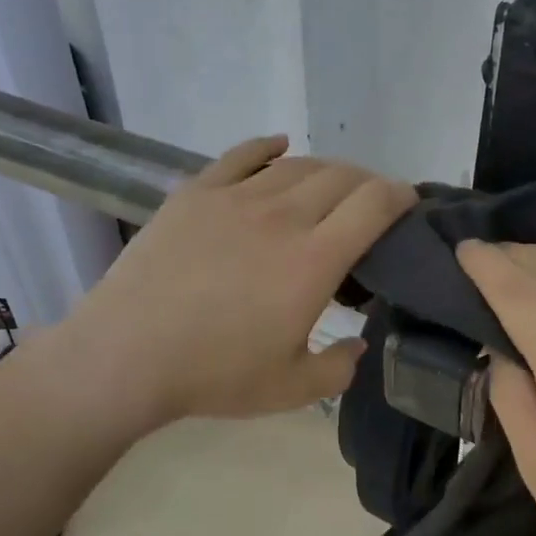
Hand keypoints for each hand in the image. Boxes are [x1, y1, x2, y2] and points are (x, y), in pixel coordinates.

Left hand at [57, 136, 415, 430]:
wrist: (125, 355)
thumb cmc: (213, 375)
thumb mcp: (291, 389)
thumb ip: (339, 367)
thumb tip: (358, 344)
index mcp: (313, 261)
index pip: (374, 204)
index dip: (401, 196)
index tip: (409, 204)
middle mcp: (282, 216)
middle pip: (341, 176)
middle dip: (368, 184)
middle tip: (370, 206)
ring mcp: (235, 198)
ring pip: (297, 165)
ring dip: (325, 170)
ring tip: (329, 188)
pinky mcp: (196, 193)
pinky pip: (241, 154)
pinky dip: (268, 146)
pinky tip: (279, 146)